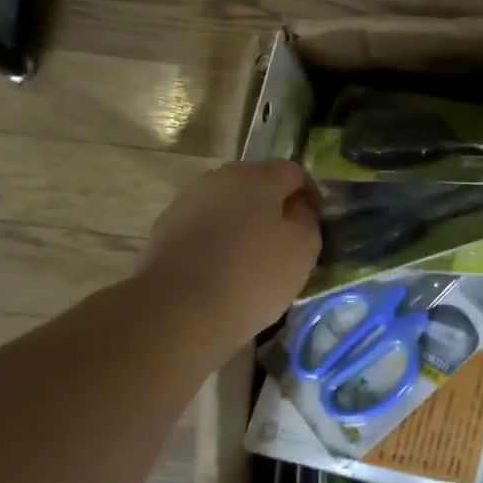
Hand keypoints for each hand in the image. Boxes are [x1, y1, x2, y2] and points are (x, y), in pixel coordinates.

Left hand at [138, 160, 320, 352]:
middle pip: (257, 185)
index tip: (317, 223)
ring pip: (228, 206)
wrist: (179, 309)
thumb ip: (307, 219)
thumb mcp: (303, 248)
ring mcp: (188, 202)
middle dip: (274, 208)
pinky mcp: (166, 229)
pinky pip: (205, 227)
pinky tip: (223, 270)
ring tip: (253, 258)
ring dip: (244, 223)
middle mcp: (219, 178)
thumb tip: (296, 208)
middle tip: (287, 241)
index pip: (294, 173)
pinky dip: (219, 241)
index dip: (310, 195)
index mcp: (257, 176)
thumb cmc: (253, 275)